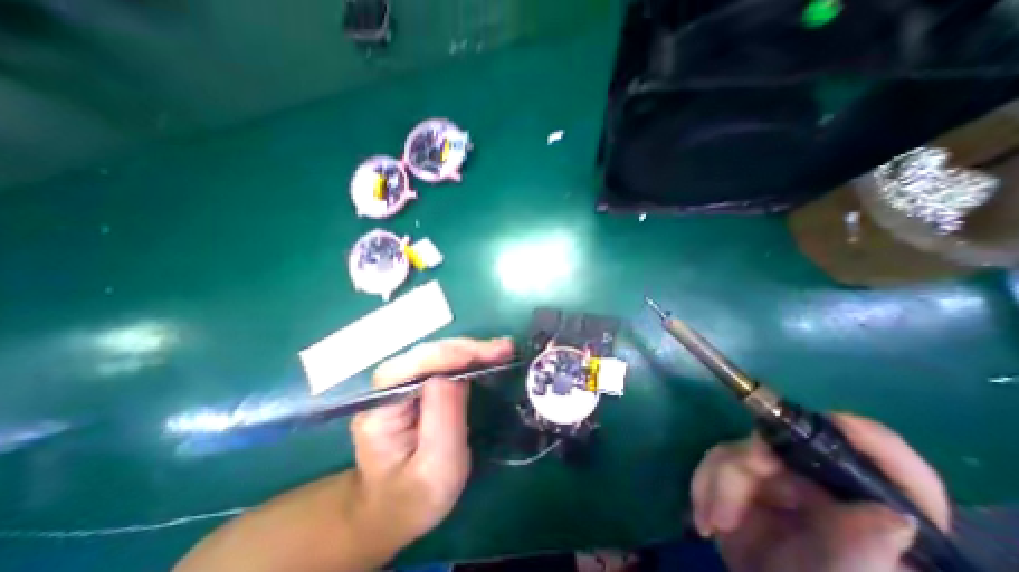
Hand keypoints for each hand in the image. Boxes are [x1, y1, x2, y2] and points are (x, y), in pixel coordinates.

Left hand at [349, 337, 509, 552]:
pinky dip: (469, 358)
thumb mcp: (435, 469)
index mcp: (380, 412)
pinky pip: (444, 364)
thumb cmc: (415, 498)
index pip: (407, 369)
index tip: (481, 355)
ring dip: (471, 350)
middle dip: (466, 350)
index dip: (444, 357)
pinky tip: (488, 356)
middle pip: (425, 355)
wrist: (397, 508)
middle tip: (503, 349)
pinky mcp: (420, 385)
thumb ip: (443, 420)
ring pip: (437, 355)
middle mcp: (386, 389)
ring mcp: (402, 384)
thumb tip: (455, 374)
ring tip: (503, 349)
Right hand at [688, 413, 951, 571]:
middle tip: (735, 487)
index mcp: (870, 510)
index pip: (892, 467)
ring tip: (716, 522)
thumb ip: (858, 555)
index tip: (838, 427)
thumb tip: (891, 515)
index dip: (870, 440)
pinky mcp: (743, 477)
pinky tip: (706, 519)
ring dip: (720, 481)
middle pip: (786, 448)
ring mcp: (780, 478)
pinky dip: (704, 484)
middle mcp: (825, 486)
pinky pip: (715, 460)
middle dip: (749, 465)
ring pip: (741, 448)